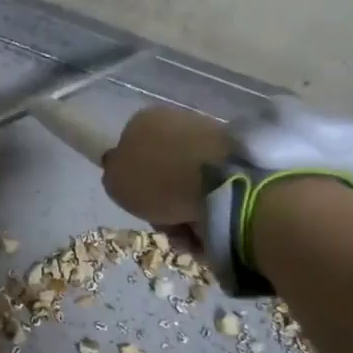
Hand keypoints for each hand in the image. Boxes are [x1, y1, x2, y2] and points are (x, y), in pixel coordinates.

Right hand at [101, 107, 231, 228]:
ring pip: (188, 182)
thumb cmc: (157, 179)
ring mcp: (209, 137)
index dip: (134, 182)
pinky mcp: (239, 156)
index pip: (130, 151)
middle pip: (162, 170)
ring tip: (189, 231)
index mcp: (142, 121)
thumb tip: (122, 169)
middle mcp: (175, 121)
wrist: (222, 182)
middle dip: (163, 200)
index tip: (139, 203)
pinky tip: (210, 226)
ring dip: (185, 210)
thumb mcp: (114, 182)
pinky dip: (210, 210)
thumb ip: (114, 175)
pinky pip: (215, 189)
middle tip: (165, 222)